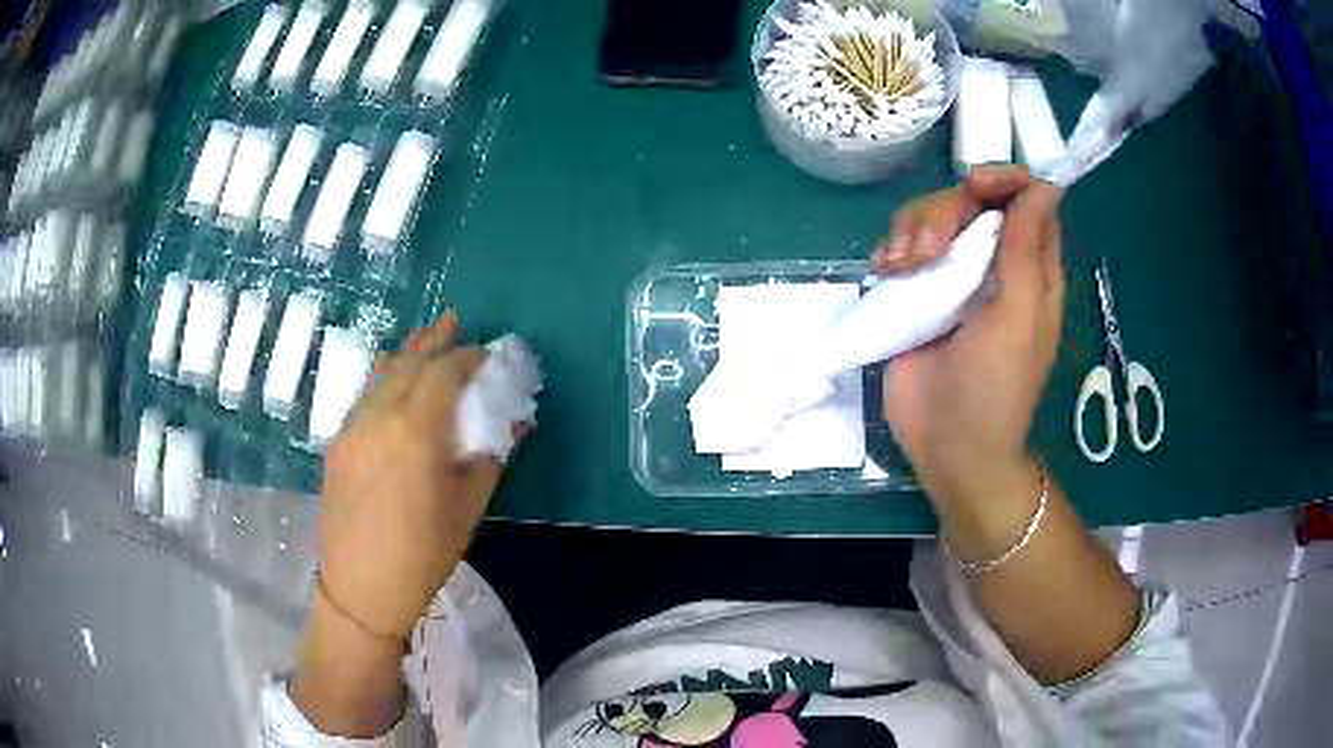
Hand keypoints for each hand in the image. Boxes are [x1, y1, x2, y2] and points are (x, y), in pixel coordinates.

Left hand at [318, 312, 500, 639]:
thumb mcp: (469, 507)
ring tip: (424, 338)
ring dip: (406, 353)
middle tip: (455, 322)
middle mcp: (379, 416)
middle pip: (410, 363)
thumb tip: (513, 421)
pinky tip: (389, 376)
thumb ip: (490, 456)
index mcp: (415, 429)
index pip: (445, 372)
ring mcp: (352, 427)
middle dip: (435, 341)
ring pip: (381, 374)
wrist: (361, 588)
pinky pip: (363, 394)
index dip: (469, 357)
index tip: (487, 354)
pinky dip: (382, 376)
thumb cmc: (424, 552)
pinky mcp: (338, 443)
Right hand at [876, 166, 1064, 504]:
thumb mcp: (1019, 317)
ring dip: (910, 232)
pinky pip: (900, 246)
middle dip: (942, 212)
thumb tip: (1045, 185)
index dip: (1001, 179)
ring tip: (899, 271)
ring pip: (929, 218)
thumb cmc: (996, 390)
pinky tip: (885, 274)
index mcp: (1030, 266)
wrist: (948, 446)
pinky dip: (890, 250)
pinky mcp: (915, 291)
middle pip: (967, 199)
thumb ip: (1028, 249)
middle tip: (925, 254)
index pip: (1022, 197)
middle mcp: (992, 261)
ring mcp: (951, 276)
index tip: (974, 186)